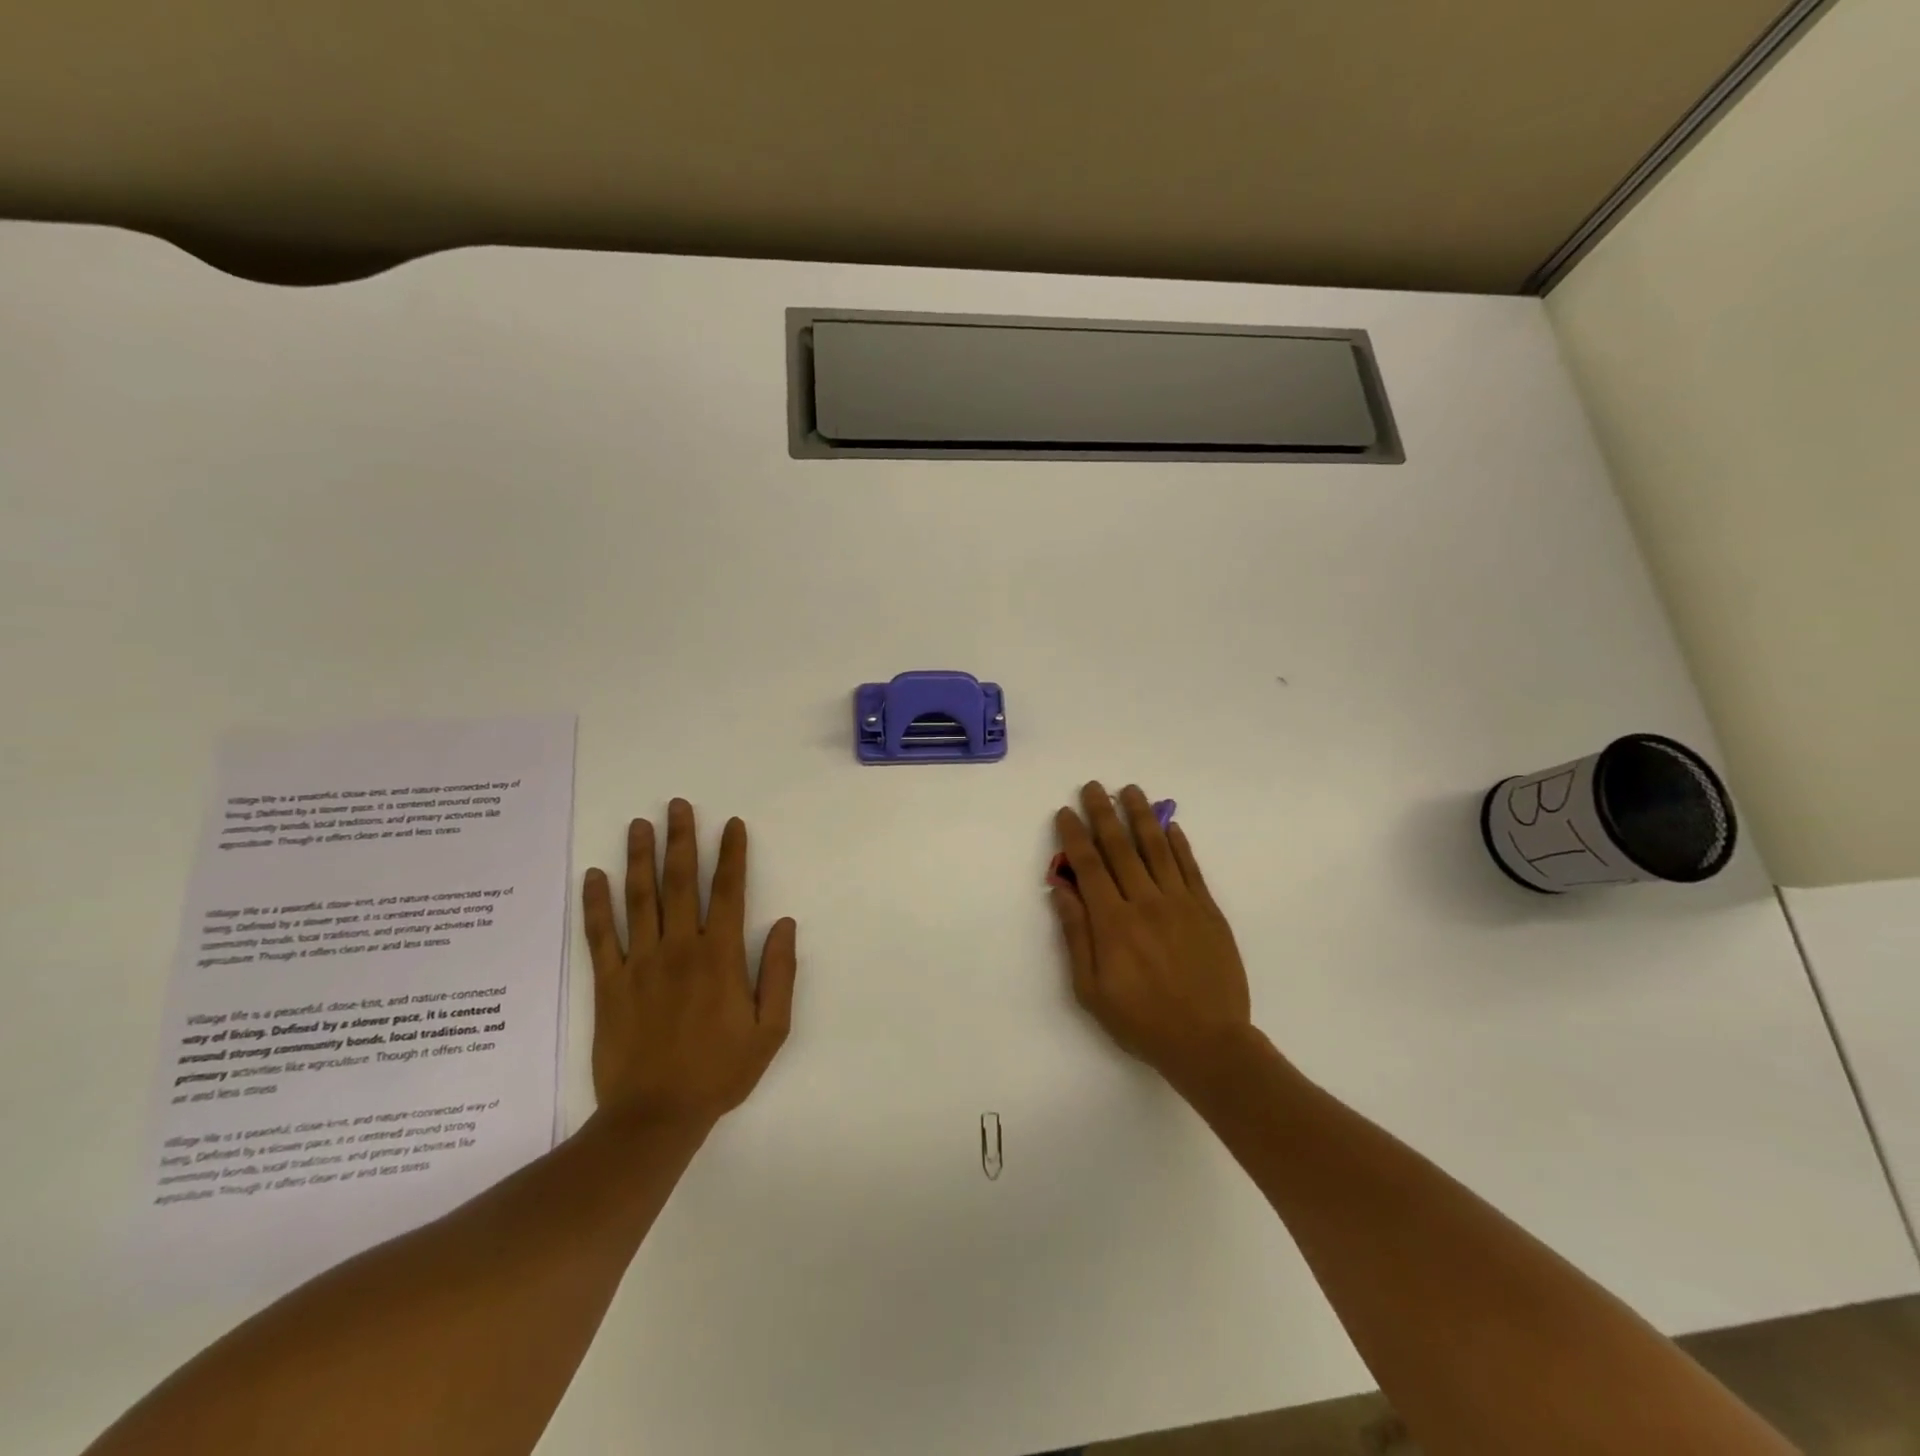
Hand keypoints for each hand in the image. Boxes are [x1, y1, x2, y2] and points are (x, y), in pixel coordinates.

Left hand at [582, 799, 796, 1131]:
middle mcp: (680, 948)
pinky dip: (596, 904)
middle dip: (682, 840)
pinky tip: (594, 876)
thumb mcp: (771, 1029)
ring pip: (640, 899)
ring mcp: (640, 964)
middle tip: (677, 805)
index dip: (732, 855)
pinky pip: (601, 936)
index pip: (730, 892)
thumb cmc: (720, 1072)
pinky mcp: (609, 984)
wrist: (656, 1116)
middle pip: (681, 883)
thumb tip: (785, 923)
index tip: (731, 824)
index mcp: (721, 957)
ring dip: (640, 858)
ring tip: (640, 825)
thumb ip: (780, 973)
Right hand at [1051, 782, 1252, 1091]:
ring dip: (1141, 816)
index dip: (1075, 836)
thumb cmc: (1141, 1021)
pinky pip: (1190, 867)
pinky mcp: (1208, 910)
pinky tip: (1170, 824)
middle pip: (1120, 847)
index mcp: (1113, 922)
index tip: (1065, 812)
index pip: (1089, 866)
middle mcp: (1145, 902)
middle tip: (1093, 786)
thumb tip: (1060, 889)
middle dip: (1103, 813)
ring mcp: (1181, 903)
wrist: (1208, 1042)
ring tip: (1130, 790)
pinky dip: (1179, 843)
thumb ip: (1076, 934)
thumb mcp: (1091, 989)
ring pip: (1157, 848)